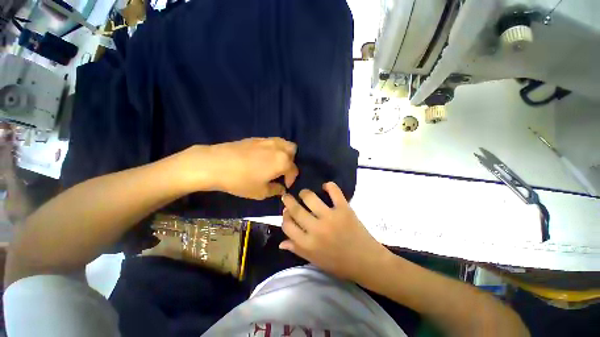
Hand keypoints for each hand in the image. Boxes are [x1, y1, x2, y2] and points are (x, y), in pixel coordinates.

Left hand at [181, 138, 298, 199]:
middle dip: (291, 162)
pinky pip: (273, 141)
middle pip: (293, 151)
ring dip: (284, 153)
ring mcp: (268, 141)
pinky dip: (274, 148)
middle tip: (282, 171)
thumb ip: (275, 190)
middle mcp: (279, 148)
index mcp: (283, 162)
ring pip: (284, 143)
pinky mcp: (257, 138)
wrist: (216, 164)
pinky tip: (264, 157)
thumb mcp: (260, 192)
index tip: (285, 186)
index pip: (294, 170)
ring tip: (275, 162)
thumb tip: (281, 189)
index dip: (291, 179)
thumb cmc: (241, 181)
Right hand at [280, 182, 389, 280]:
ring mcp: (331, 217)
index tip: (286, 213)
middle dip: (288, 201)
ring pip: (310, 198)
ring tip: (304, 194)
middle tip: (287, 197)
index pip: (288, 226)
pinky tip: (326, 187)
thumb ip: (297, 250)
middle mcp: (316, 229)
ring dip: (304, 193)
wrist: (366, 261)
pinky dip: (329, 186)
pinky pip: (334, 192)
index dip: (284, 218)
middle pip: (296, 210)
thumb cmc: (339, 264)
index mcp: (308, 244)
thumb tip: (281, 243)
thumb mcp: (315, 260)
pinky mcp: (344, 209)